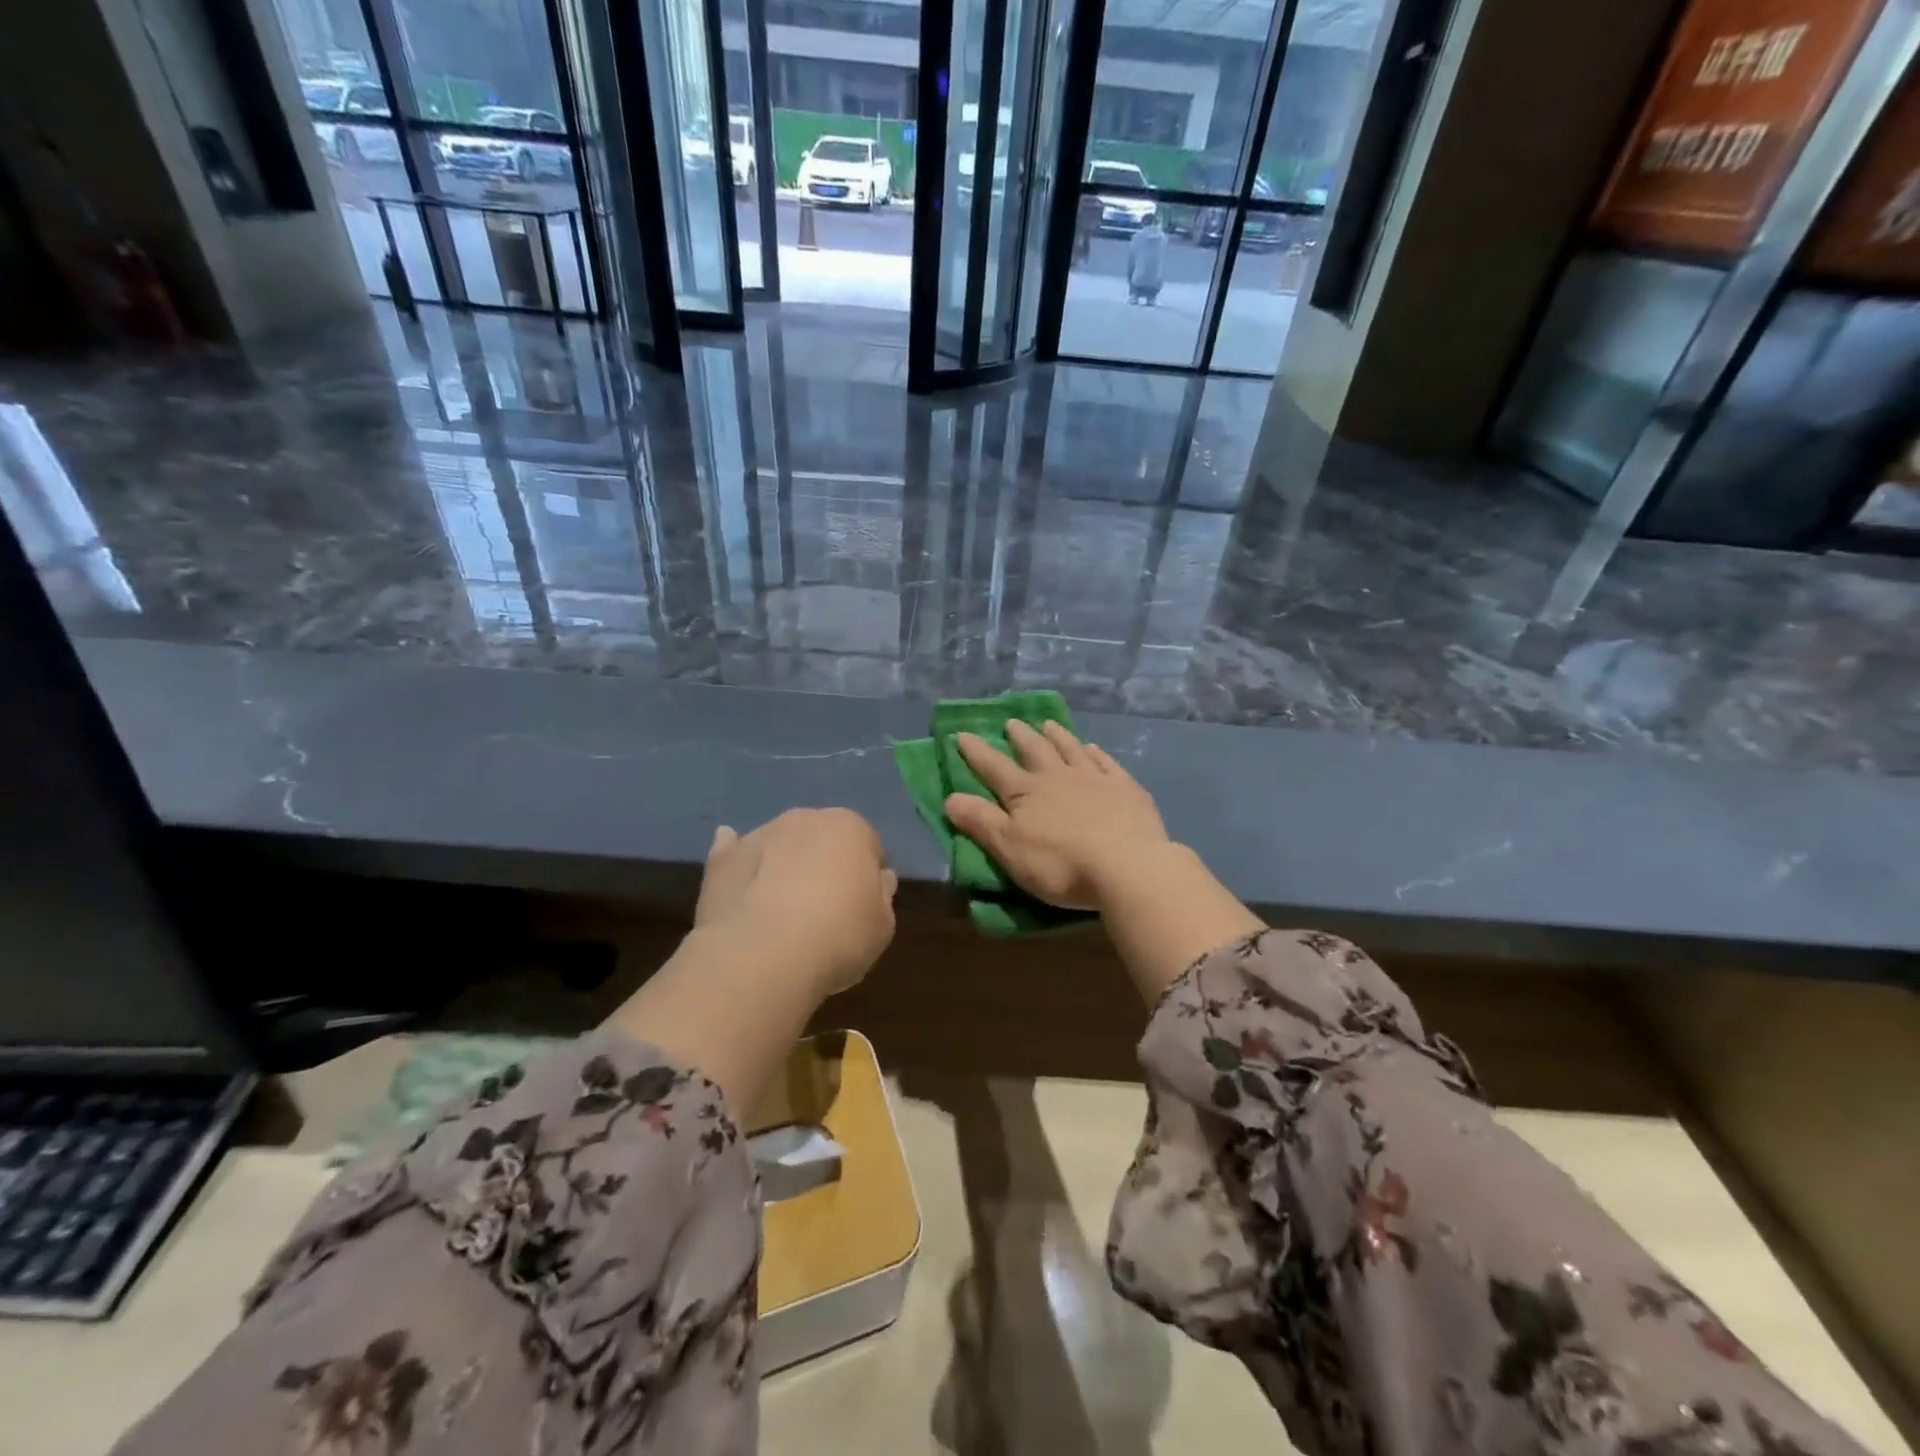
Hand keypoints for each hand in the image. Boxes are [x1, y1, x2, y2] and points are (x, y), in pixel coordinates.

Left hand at [694, 808, 897, 994]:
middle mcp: (805, 818)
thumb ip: (881, 894)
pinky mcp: (722, 859)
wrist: (762, 957)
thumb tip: (878, 878)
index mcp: (850, 827)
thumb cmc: (838, 937)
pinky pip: (735, 853)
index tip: (862, 902)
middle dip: (824, 862)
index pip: (867, 842)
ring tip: (783, 910)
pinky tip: (744, 886)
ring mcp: (759, 834)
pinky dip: (742, 864)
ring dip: (784, 865)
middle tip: (824, 906)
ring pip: (780, 844)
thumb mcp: (882, 924)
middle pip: (821, 837)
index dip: (866, 873)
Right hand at [944, 721, 1170, 910]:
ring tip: (1048, 724)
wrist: (1127, 865)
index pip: (994, 768)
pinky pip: (1106, 763)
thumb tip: (950, 797)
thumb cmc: (1060, 864)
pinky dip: (1096, 753)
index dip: (976, 752)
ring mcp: (1094, 779)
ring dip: (1057, 736)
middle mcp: (1057, 777)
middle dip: (1020, 737)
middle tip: (1011, 722)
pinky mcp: (1125, 788)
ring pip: (1071, 749)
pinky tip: (1093, 748)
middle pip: (1035, 750)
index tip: (962, 733)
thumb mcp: (1009, 849)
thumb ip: (980, 822)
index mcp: (1025, 793)